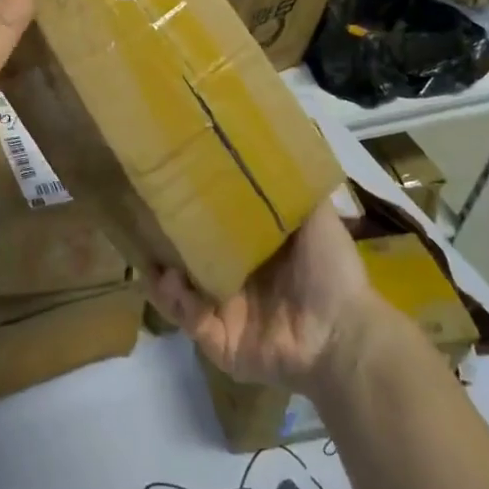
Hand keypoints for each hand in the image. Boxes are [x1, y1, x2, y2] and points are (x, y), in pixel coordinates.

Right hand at [144, 201, 373, 392]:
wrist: (343, 333)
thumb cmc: (331, 270)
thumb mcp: (316, 218)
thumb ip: (293, 189)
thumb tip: (276, 145)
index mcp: (257, 256)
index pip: (215, 233)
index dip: (193, 216)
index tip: (171, 191)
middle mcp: (237, 284)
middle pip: (190, 263)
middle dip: (167, 247)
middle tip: (145, 223)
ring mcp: (226, 315)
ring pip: (181, 294)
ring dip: (163, 276)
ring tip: (151, 257)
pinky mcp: (220, 343)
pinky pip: (189, 321)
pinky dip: (176, 303)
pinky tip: (169, 281)